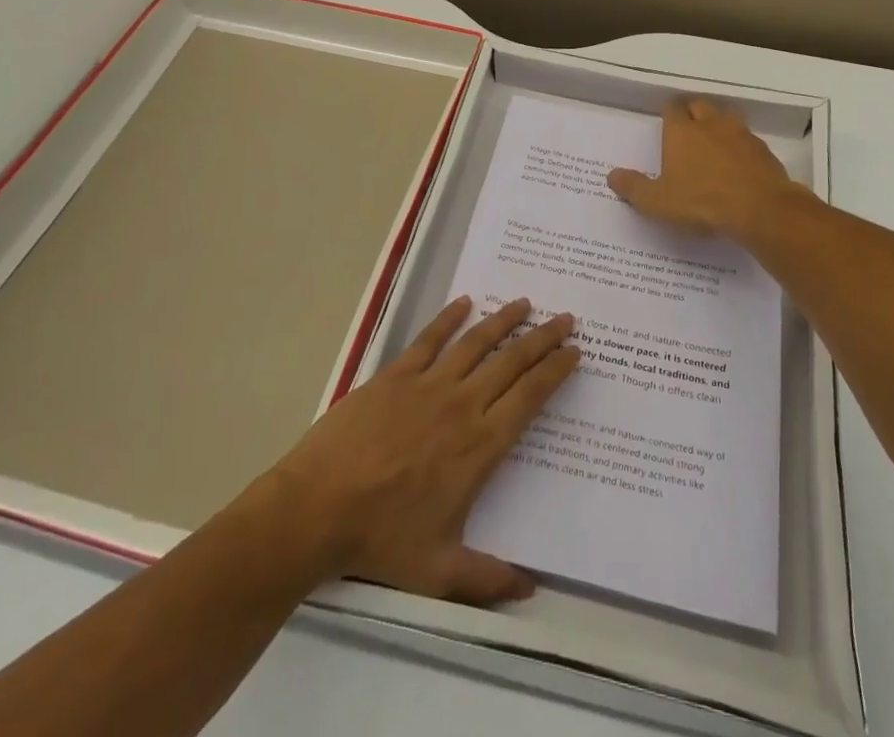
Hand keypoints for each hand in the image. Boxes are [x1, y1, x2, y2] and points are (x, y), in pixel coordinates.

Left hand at [271, 296, 577, 604]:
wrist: (318, 508)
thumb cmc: (381, 539)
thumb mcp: (439, 571)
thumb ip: (488, 579)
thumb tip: (531, 590)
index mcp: (480, 445)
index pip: (530, 398)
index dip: (556, 371)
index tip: (575, 352)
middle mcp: (462, 405)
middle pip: (512, 362)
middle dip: (543, 338)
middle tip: (565, 317)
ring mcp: (428, 384)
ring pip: (476, 342)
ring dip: (504, 320)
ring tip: (525, 302)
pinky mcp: (396, 375)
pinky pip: (429, 339)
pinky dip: (449, 318)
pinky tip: (464, 303)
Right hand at [607, 98, 802, 241]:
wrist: (760, 210)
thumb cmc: (701, 202)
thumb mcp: (657, 202)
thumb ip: (633, 188)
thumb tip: (612, 175)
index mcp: (682, 132)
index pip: (672, 108)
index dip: (668, 113)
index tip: (665, 122)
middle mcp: (711, 125)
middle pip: (700, 106)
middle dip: (693, 113)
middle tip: (688, 129)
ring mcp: (740, 135)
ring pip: (727, 118)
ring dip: (719, 125)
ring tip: (714, 141)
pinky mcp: (763, 151)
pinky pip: (748, 140)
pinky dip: (741, 147)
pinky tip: (739, 164)